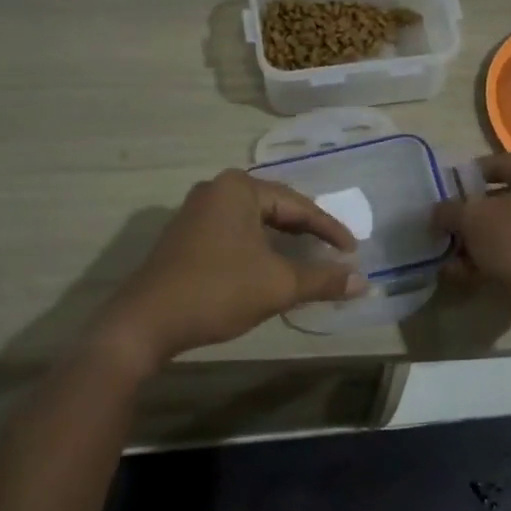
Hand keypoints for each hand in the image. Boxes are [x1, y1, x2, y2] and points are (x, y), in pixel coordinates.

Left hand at [93, 170, 365, 366]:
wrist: (146, 322)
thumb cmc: (217, 291)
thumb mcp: (278, 285)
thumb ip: (323, 279)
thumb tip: (364, 283)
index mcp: (239, 188)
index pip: (298, 205)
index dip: (329, 229)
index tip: (353, 251)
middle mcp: (216, 189)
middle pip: (276, 207)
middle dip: (306, 230)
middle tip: (334, 251)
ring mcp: (196, 211)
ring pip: (254, 221)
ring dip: (282, 240)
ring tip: (308, 256)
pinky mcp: (185, 234)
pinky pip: (234, 232)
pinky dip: (258, 246)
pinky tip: (270, 265)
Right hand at [432, 154, 510, 317]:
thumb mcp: (471, 219)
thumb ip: (449, 210)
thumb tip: (438, 212)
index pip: (497, 164)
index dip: (466, 177)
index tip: (444, 194)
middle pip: (504, 200)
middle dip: (471, 217)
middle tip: (447, 229)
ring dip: (480, 243)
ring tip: (452, 260)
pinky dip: (498, 260)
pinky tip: (469, 275)